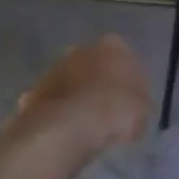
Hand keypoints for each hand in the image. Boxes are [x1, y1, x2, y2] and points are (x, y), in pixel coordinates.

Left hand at [14, 35, 151, 153]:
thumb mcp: (143, 110)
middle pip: (93, 65)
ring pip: (70, 81)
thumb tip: (133, 106)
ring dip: (76, 96)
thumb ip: (139, 102)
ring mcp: (55, 69)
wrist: (70, 125)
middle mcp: (81, 50)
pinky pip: (53, 102)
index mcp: (113, 47)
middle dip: (98, 82)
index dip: (127, 78)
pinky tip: (65, 131)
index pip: (124, 56)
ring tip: (85, 124)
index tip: (129, 98)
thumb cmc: (116, 111)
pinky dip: (59, 112)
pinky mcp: (35, 90)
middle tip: (106, 109)